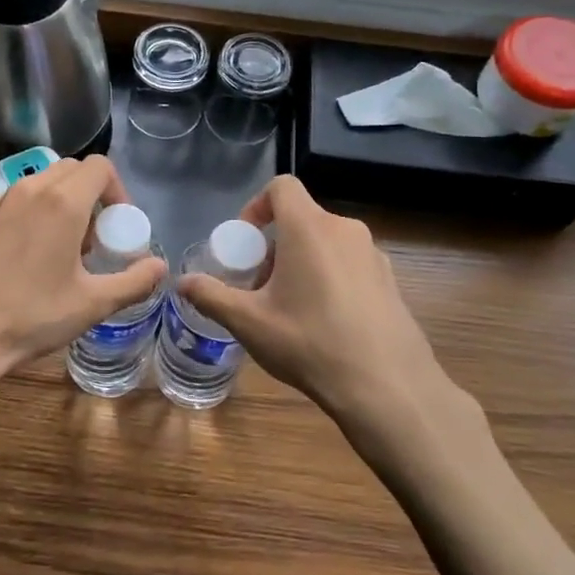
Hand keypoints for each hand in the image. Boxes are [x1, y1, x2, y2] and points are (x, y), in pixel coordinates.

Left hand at [0, 155, 166, 391]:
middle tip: (90, 240)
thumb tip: (159, 268)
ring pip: (38, 184)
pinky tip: (19, 259)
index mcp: (62, 202)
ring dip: (58, 205)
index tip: (116, 227)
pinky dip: (26, 216)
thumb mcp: (92, 305)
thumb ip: (134, 282)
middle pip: (70, 170)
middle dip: (89, 196)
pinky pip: (10, 202)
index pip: (100, 167)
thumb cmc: (29, 317)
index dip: (117, 191)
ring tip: (56, 251)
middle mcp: (28, 189)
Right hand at [178, 175, 487, 449]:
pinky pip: (349, 264)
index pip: (282, 187)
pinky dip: (328, 277)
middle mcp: (345, 230)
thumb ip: (211, 296)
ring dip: (300, 262)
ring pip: (325, 243)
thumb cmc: (310, 343)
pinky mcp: (391, 280)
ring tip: (289, 309)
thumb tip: (182, 283)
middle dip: (273, 246)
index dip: (256, 206)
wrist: (387, 387)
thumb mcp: (249, 322)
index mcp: (310, 228)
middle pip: (301, 219)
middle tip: (259, 287)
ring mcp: (374, 255)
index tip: (244, 243)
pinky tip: (323, 323)